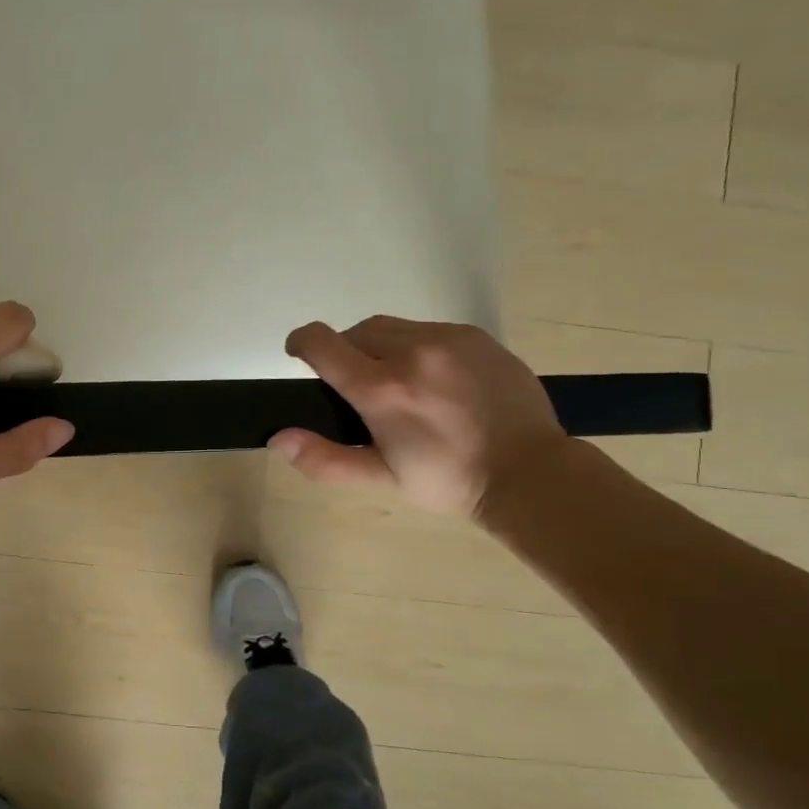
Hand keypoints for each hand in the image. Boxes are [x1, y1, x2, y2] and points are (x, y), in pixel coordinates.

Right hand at [272, 317, 565, 517]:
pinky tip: (432, 378)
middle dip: (345, 353)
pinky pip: (427, 329)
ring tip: (396, 381)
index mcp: (382, 389)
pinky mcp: (475, 335)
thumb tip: (278, 438)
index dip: (301, 343)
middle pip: (355, 331)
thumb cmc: (447, 480)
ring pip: (391, 327)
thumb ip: (325, 459)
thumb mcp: (381, 478)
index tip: (299, 356)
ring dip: (379, 346)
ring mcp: (448, 339)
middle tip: (358, 387)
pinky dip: (415, 346)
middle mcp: (412, 352)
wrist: (529, 472)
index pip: (322, 342)